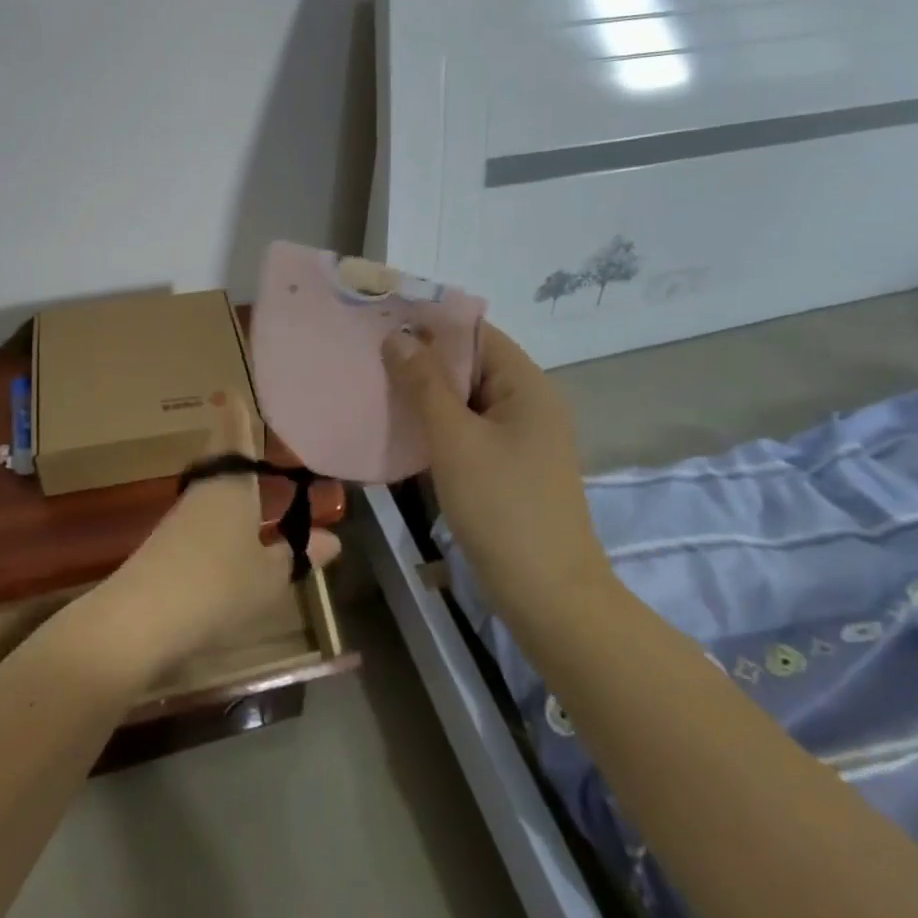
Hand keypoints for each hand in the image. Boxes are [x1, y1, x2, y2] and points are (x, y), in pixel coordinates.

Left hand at [90, 397, 340, 682]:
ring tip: (253, 488)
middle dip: (235, 450)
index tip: (233, 391)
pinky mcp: (165, 547)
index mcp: (232, 485)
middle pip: (219, 461)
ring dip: (230, 488)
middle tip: (254, 438)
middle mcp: (204, 492)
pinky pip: (201, 520)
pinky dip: (219, 519)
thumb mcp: (270, 576)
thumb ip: (297, 555)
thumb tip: (331, 540)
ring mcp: (180, 519)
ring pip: (210, 492)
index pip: (234, 436)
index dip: (236, 414)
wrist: (139, 621)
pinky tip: (231, 537)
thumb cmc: (218, 586)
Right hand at [382, 323, 612, 618]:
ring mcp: (521, 439)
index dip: (431, 324)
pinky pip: (469, 431)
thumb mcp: (455, 439)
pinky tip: (402, 430)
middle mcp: (528, 403)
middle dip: (423, 360)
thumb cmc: (502, 506)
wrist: (548, 595)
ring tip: (377, 387)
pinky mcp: (509, 468)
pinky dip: (439, 426)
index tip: (383, 322)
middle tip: (370, 356)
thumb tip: (398, 337)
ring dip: (427, 395)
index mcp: (527, 385)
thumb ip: (424, 384)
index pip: (477, 333)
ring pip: (467, 401)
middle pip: (471, 365)